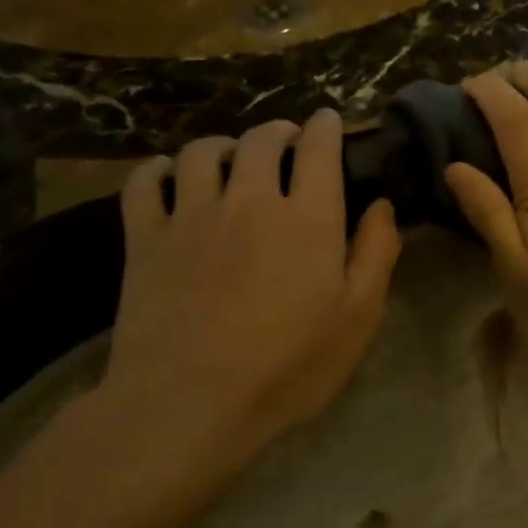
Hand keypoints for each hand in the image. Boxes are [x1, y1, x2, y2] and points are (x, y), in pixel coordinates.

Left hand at [101, 111, 400, 480]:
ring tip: (231, 158)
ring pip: (203, 152)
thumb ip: (376, 254)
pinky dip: (159, 169)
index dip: (325, 126)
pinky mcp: (145, 240)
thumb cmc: (287, 367)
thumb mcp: (357, 318)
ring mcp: (192, 216)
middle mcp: (251, 201)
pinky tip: (170, 175)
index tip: (328, 120)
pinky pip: (145, 183)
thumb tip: (382, 206)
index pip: (318, 148)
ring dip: (223, 145)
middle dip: (278, 131)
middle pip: (261, 140)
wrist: (186, 407)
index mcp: (308, 218)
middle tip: (286, 142)